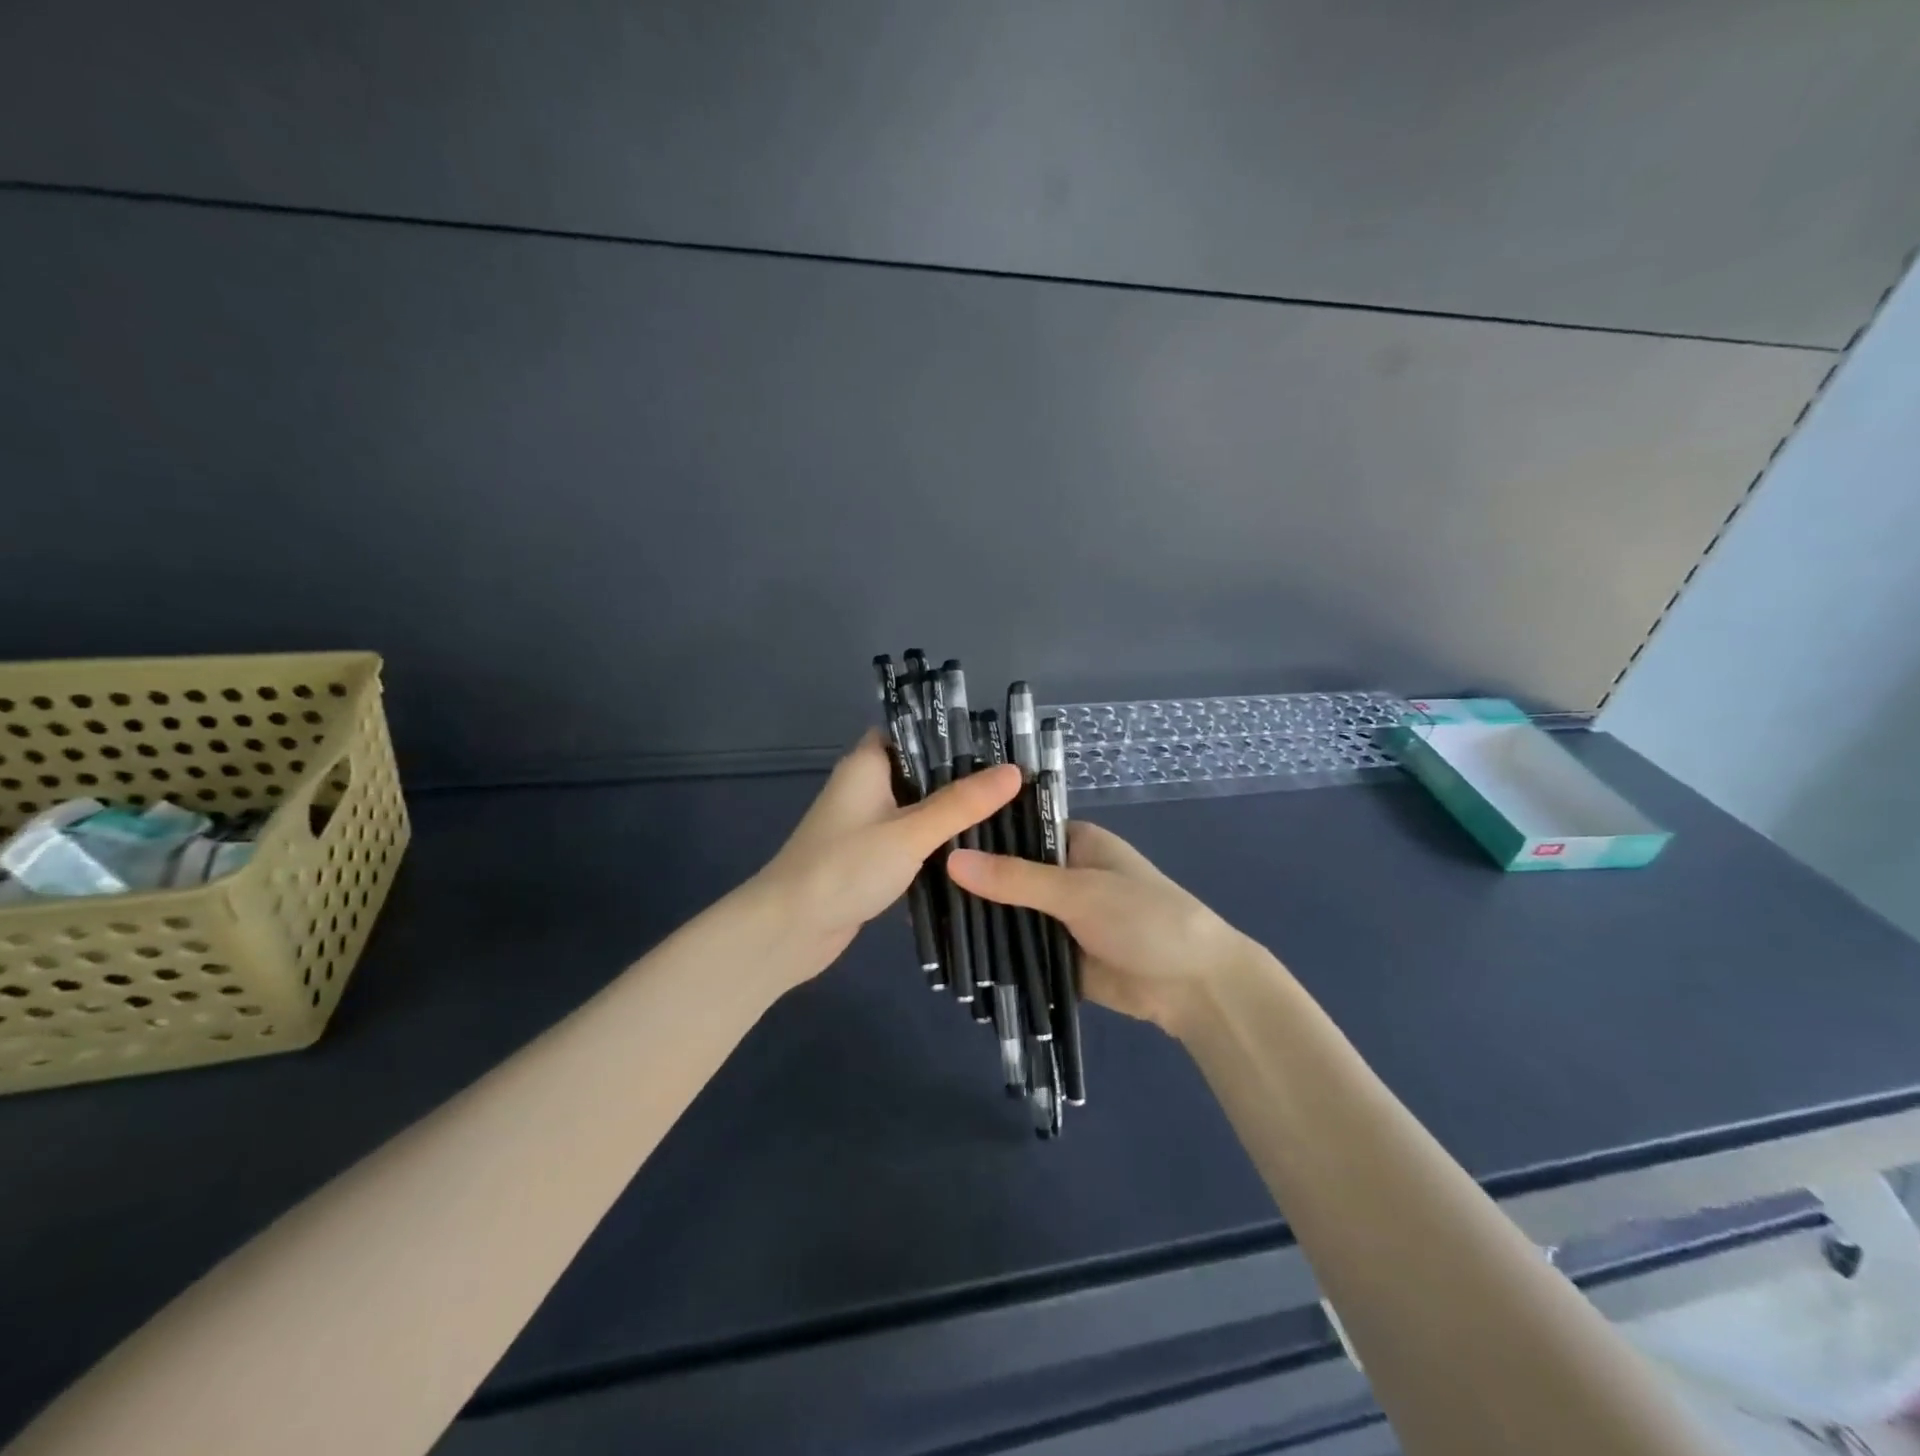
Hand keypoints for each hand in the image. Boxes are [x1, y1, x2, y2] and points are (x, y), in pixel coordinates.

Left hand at [755, 730, 1019, 980]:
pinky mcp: (870, 860)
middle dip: (962, 780)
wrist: (788, 931)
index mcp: (867, 764)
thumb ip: (961, 803)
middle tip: (1016, 784)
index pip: (911, 732)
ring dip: (952, 817)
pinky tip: (975, 854)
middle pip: (920, 773)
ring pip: (918, 811)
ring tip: (1008, 815)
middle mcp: (865, 788)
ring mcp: (866, 826)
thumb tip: (1015, 771)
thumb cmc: (845, 867)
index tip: (998, 745)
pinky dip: (936, 847)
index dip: (950, 735)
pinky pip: (911, 842)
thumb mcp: (910, 832)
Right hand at [948, 821, 1259, 1038]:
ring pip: (1009, 913)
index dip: (977, 835)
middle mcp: (1062, 875)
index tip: (929, 841)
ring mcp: (1057, 917)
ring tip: (920, 918)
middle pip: (1006, 874)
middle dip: (971, 883)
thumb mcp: (1077, 892)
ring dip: (979, 919)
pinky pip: (1017, 948)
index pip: (1014, 830)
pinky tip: (949, 952)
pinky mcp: (1056, 954)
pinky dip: (993, 951)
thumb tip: (950, 860)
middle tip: (912, 884)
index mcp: (1073, 843)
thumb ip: (1015, 879)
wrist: (1192, 987)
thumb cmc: (1144, 918)